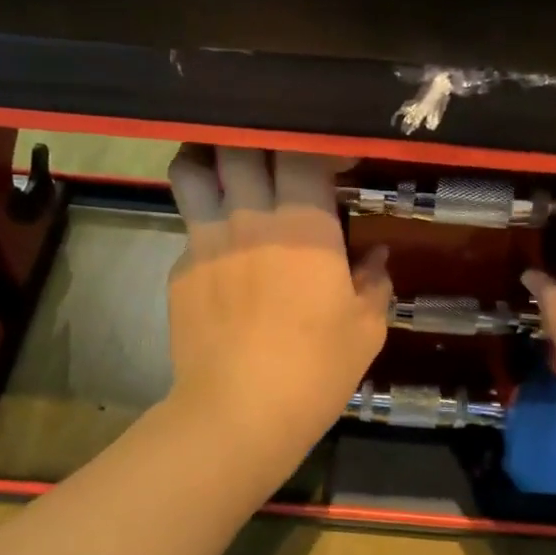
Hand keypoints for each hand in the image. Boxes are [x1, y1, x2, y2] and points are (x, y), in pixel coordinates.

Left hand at [164, 146, 392, 456]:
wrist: (239, 414)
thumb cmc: (315, 371)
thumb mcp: (366, 330)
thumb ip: (374, 283)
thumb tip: (376, 256)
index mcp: (304, 226)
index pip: (303, 152)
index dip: (320, 145)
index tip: (335, 161)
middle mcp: (250, 218)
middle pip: (239, 145)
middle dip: (258, 140)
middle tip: (275, 157)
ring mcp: (206, 240)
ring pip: (191, 170)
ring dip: (208, 160)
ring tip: (225, 172)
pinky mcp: (179, 269)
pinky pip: (188, 227)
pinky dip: (204, 225)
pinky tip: (220, 255)